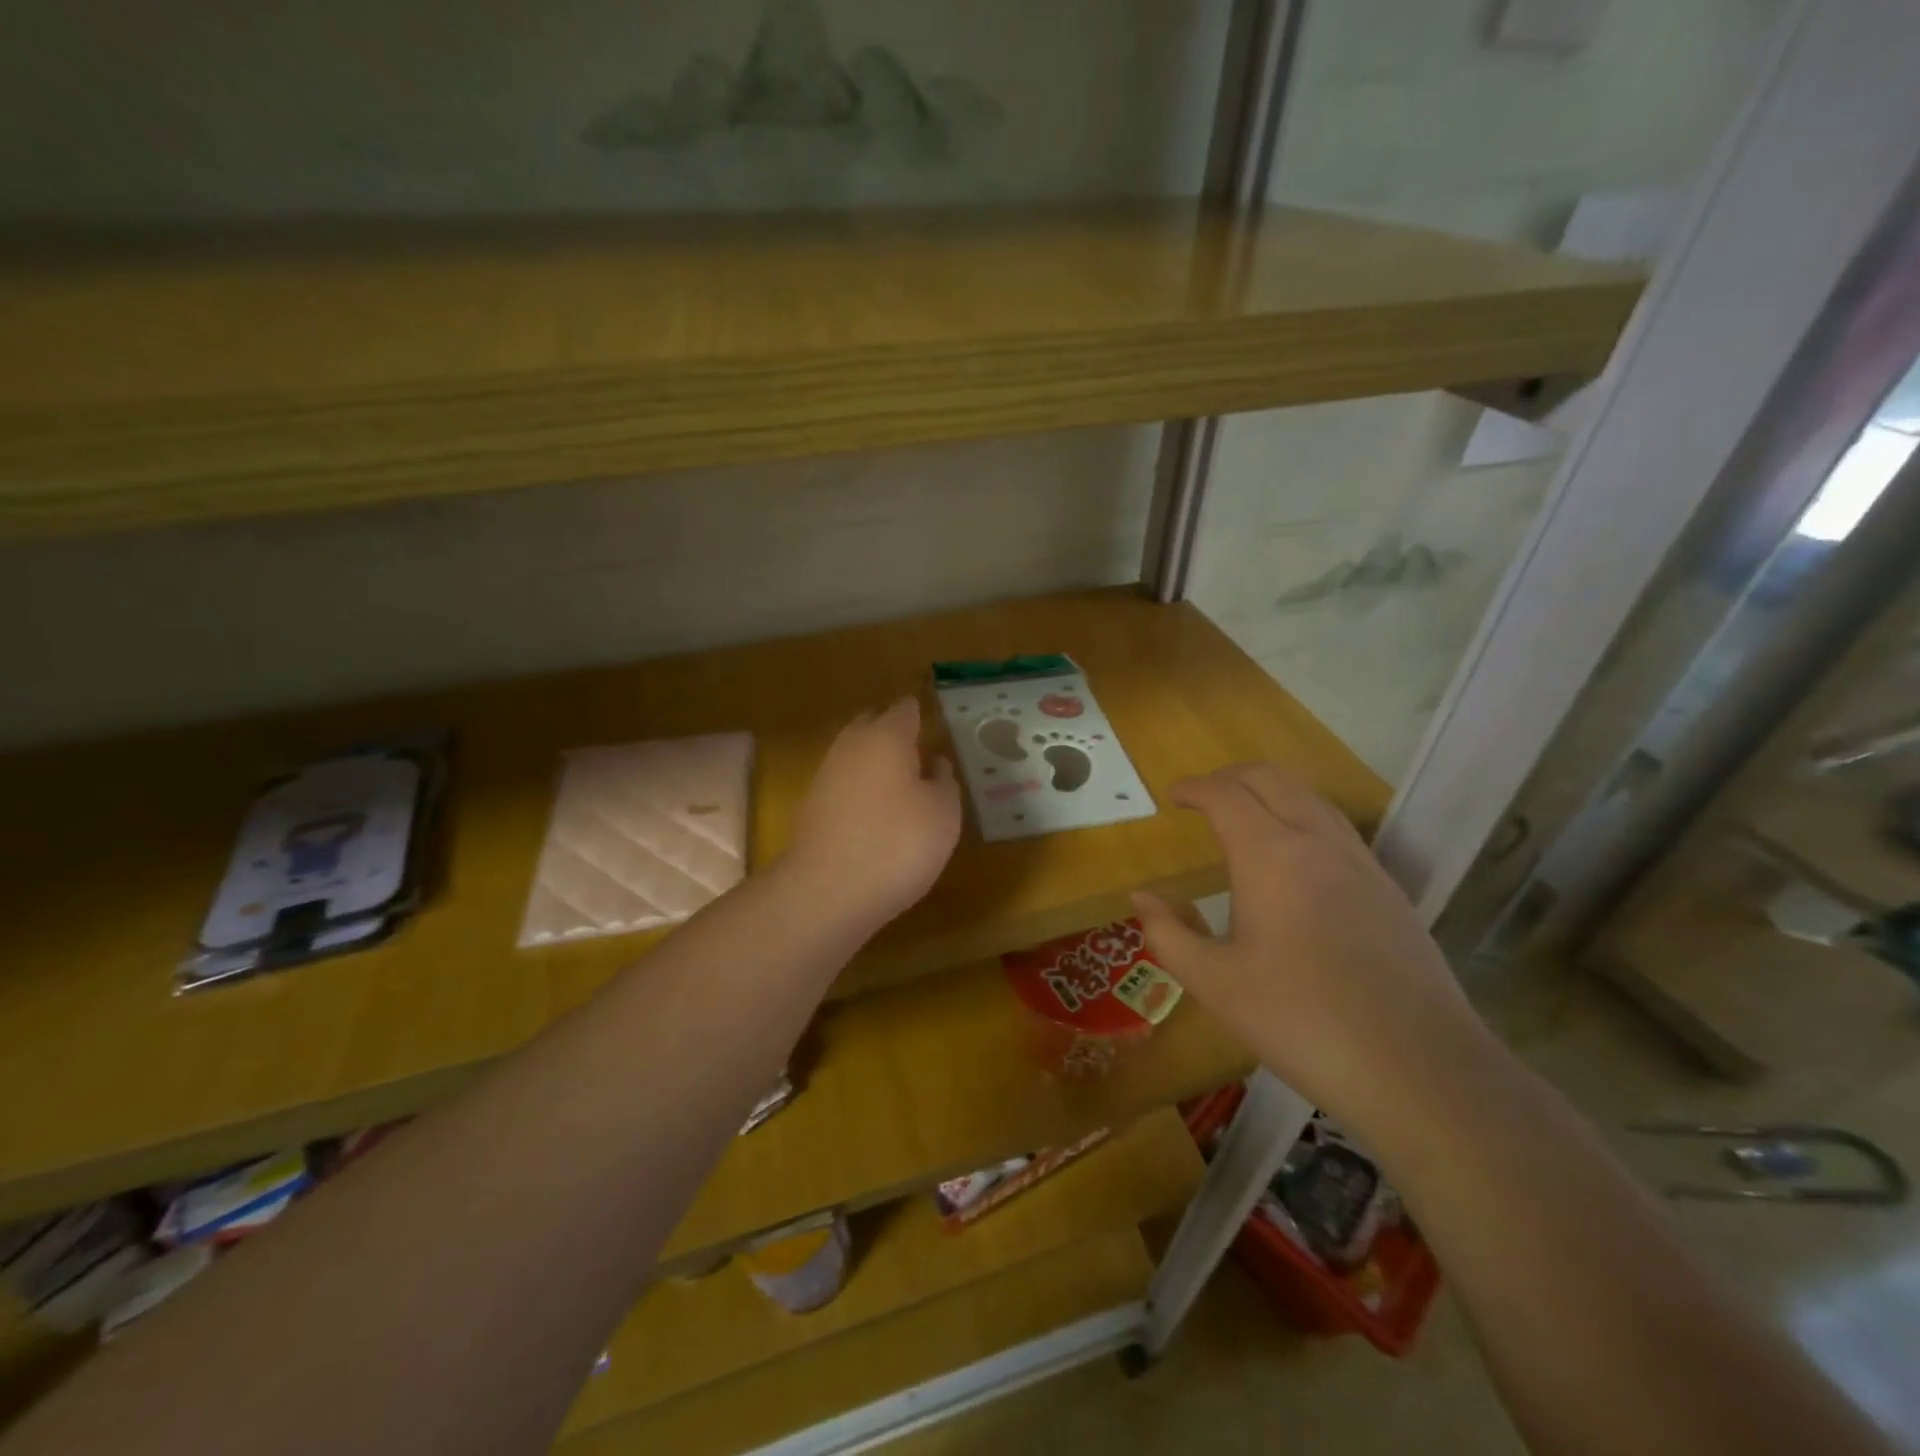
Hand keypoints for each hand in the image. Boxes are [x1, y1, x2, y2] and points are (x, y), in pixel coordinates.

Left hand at [782, 697, 962, 936]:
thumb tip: (937, 762)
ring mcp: (826, 775)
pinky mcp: (811, 807)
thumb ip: (945, 782)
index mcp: (886, 736)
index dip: (922, 712)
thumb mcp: (943, 814)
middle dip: (894, 730)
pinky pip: (843, 783)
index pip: (906, 709)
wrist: (825, 892)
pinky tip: (877, 811)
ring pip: (855, 753)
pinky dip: (861, 788)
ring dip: (876, 760)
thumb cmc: (896, 844)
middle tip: (921, 747)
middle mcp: (851, 745)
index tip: (938, 722)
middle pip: (873, 724)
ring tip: (903, 781)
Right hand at [1131, 764, 1491, 1139]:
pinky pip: (1338, 828)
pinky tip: (1296, 857)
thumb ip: (1168, 934)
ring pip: (1312, 798)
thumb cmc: (1300, 1021)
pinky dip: (1304, 817)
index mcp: (1270, 856)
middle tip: (1204, 795)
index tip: (1173, 796)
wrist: (1417, 1067)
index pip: (1226, 796)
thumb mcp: (1215, 984)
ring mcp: (1361, 862)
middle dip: (1232, 776)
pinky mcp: (1388, 888)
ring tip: (1246, 815)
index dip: (1195, 788)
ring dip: (1271, 791)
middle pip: (1272, 779)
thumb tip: (1140, 898)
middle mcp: (1317, 842)